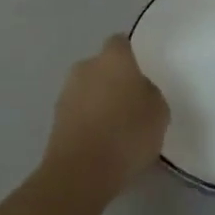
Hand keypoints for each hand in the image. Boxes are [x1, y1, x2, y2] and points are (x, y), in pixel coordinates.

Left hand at [44, 35, 169, 200]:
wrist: (81, 171)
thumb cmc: (128, 133)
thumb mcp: (159, 112)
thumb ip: (149, 93)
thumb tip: (138, 91)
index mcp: (113, 58)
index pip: (121, 43)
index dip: (131, 56)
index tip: (142, 73)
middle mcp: (86, 67)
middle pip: (102, 66)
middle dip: (113, 80)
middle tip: (132, 103)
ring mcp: (66, 92)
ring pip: (88, 89)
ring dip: (99, 101)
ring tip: (116, 128)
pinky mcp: (55, 119)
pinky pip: (78, 112)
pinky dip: (88, 121)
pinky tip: (101, 143)